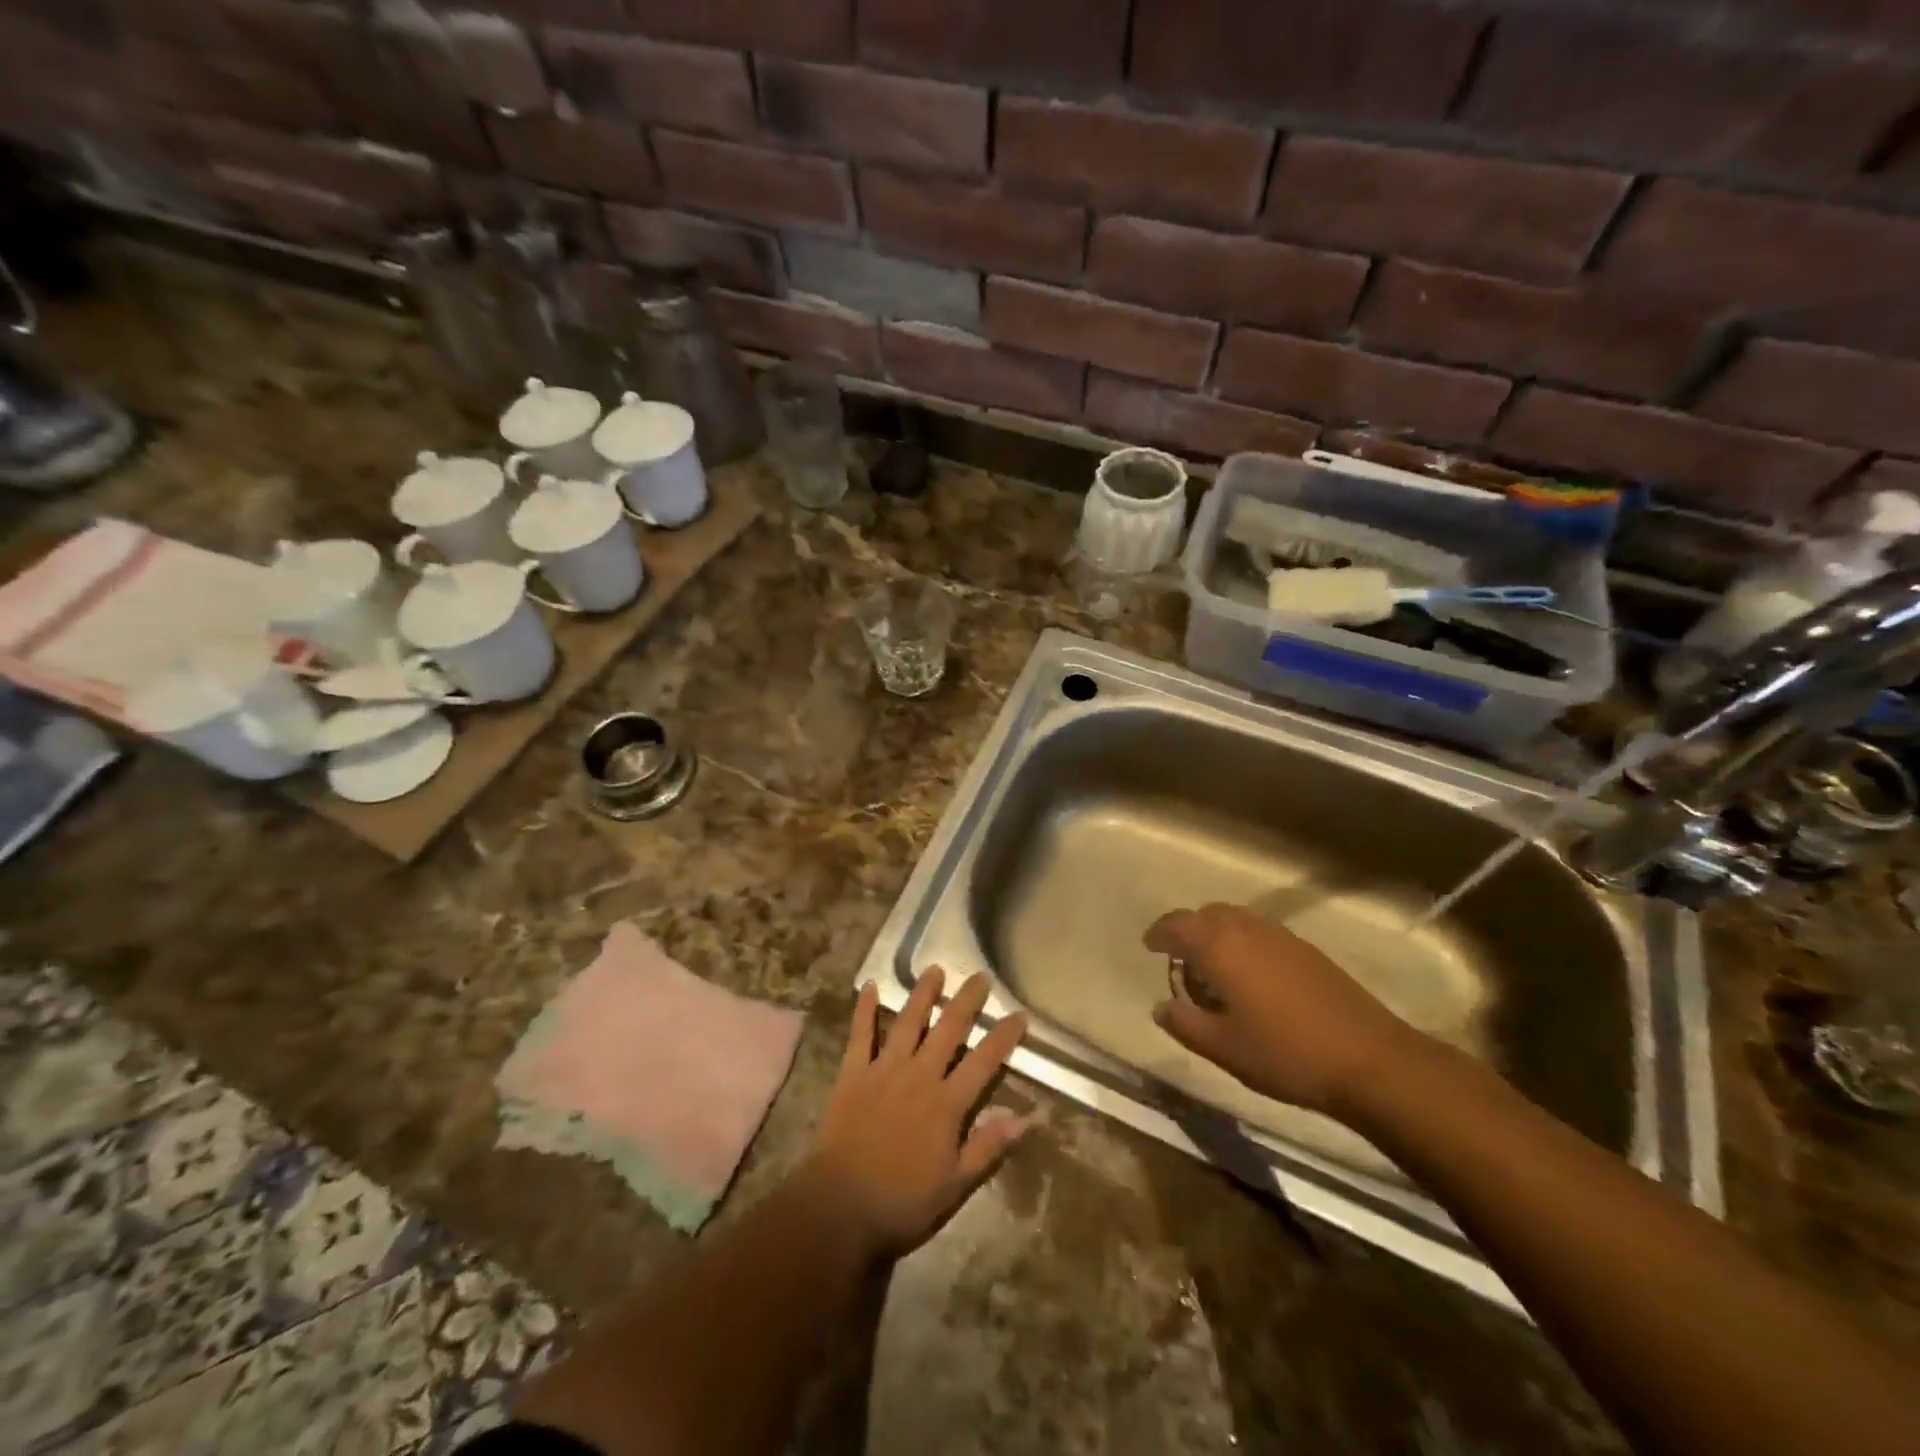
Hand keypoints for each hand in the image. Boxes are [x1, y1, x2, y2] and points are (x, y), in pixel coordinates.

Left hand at [806, 968, 1030, 1260]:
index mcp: (946, 1103)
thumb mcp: (955, 1184)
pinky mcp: (853, 1073)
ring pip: (907, 1022)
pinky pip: (860, 1035)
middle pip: (948, 1030)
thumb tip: (1028, 1118)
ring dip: (922, 994)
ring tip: (934, 969)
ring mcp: (884, 1070)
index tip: (1019, 1015)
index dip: (1003, 1037)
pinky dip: (864, 1010)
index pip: (984, 1062)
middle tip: (980, 976)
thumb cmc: (902, 1201)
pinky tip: (869, 986)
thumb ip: (989, 1146)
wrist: (840, 1206)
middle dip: (967, 1001)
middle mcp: (919, 1075)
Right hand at [1148, 902, 1419, 1117]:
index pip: (1177, 924)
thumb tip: (1161, 1006)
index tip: (1149, 946)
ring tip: (1215, 971)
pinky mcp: (1307, 950)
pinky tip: (1253, 979)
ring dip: (1218, 935)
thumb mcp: (1223, 1048)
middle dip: (1189, 931)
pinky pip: (1260, 933)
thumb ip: (1184, 1023)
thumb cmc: (1285, 1053)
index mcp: (1220, 946)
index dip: (1159, 933)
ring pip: (1236, 920)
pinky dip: (1244, 943)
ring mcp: (1281, 936)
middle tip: (1181, 962)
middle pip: (1207, 915)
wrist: (1370, 1059)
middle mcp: (1248, 929)